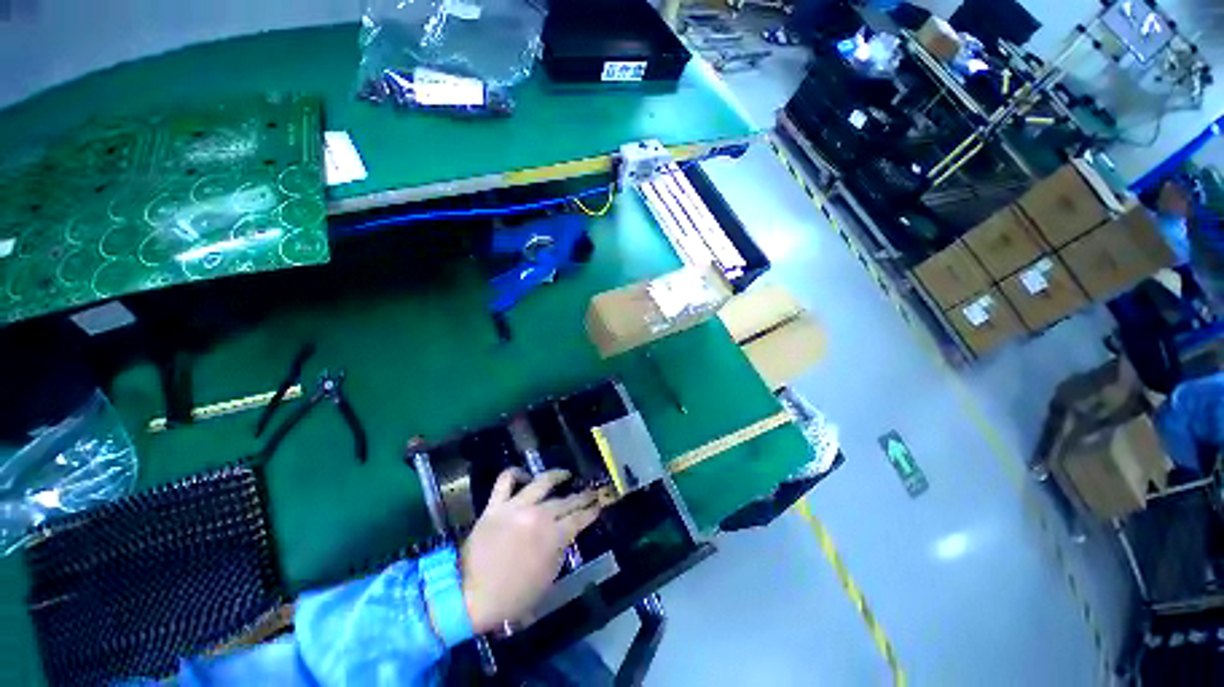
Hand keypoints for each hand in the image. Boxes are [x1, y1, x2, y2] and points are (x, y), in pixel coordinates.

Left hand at [460, 468, 600, 633]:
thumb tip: (564, 535)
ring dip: (557, 475)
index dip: (591, 511)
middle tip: (591, 492)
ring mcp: (516, 506)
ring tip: (565, 474)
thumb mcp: (546, 580)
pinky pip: (506, 480)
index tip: (599, 505)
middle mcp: (539, 515)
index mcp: (553, 537)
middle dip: (582, 496)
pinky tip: (525, 475)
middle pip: (566, 500)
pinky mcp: (496, 505)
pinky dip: (516, 473)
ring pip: (542, 482)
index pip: (580, 518)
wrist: (468, 596)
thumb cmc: (511, 596)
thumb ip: (559, 552)